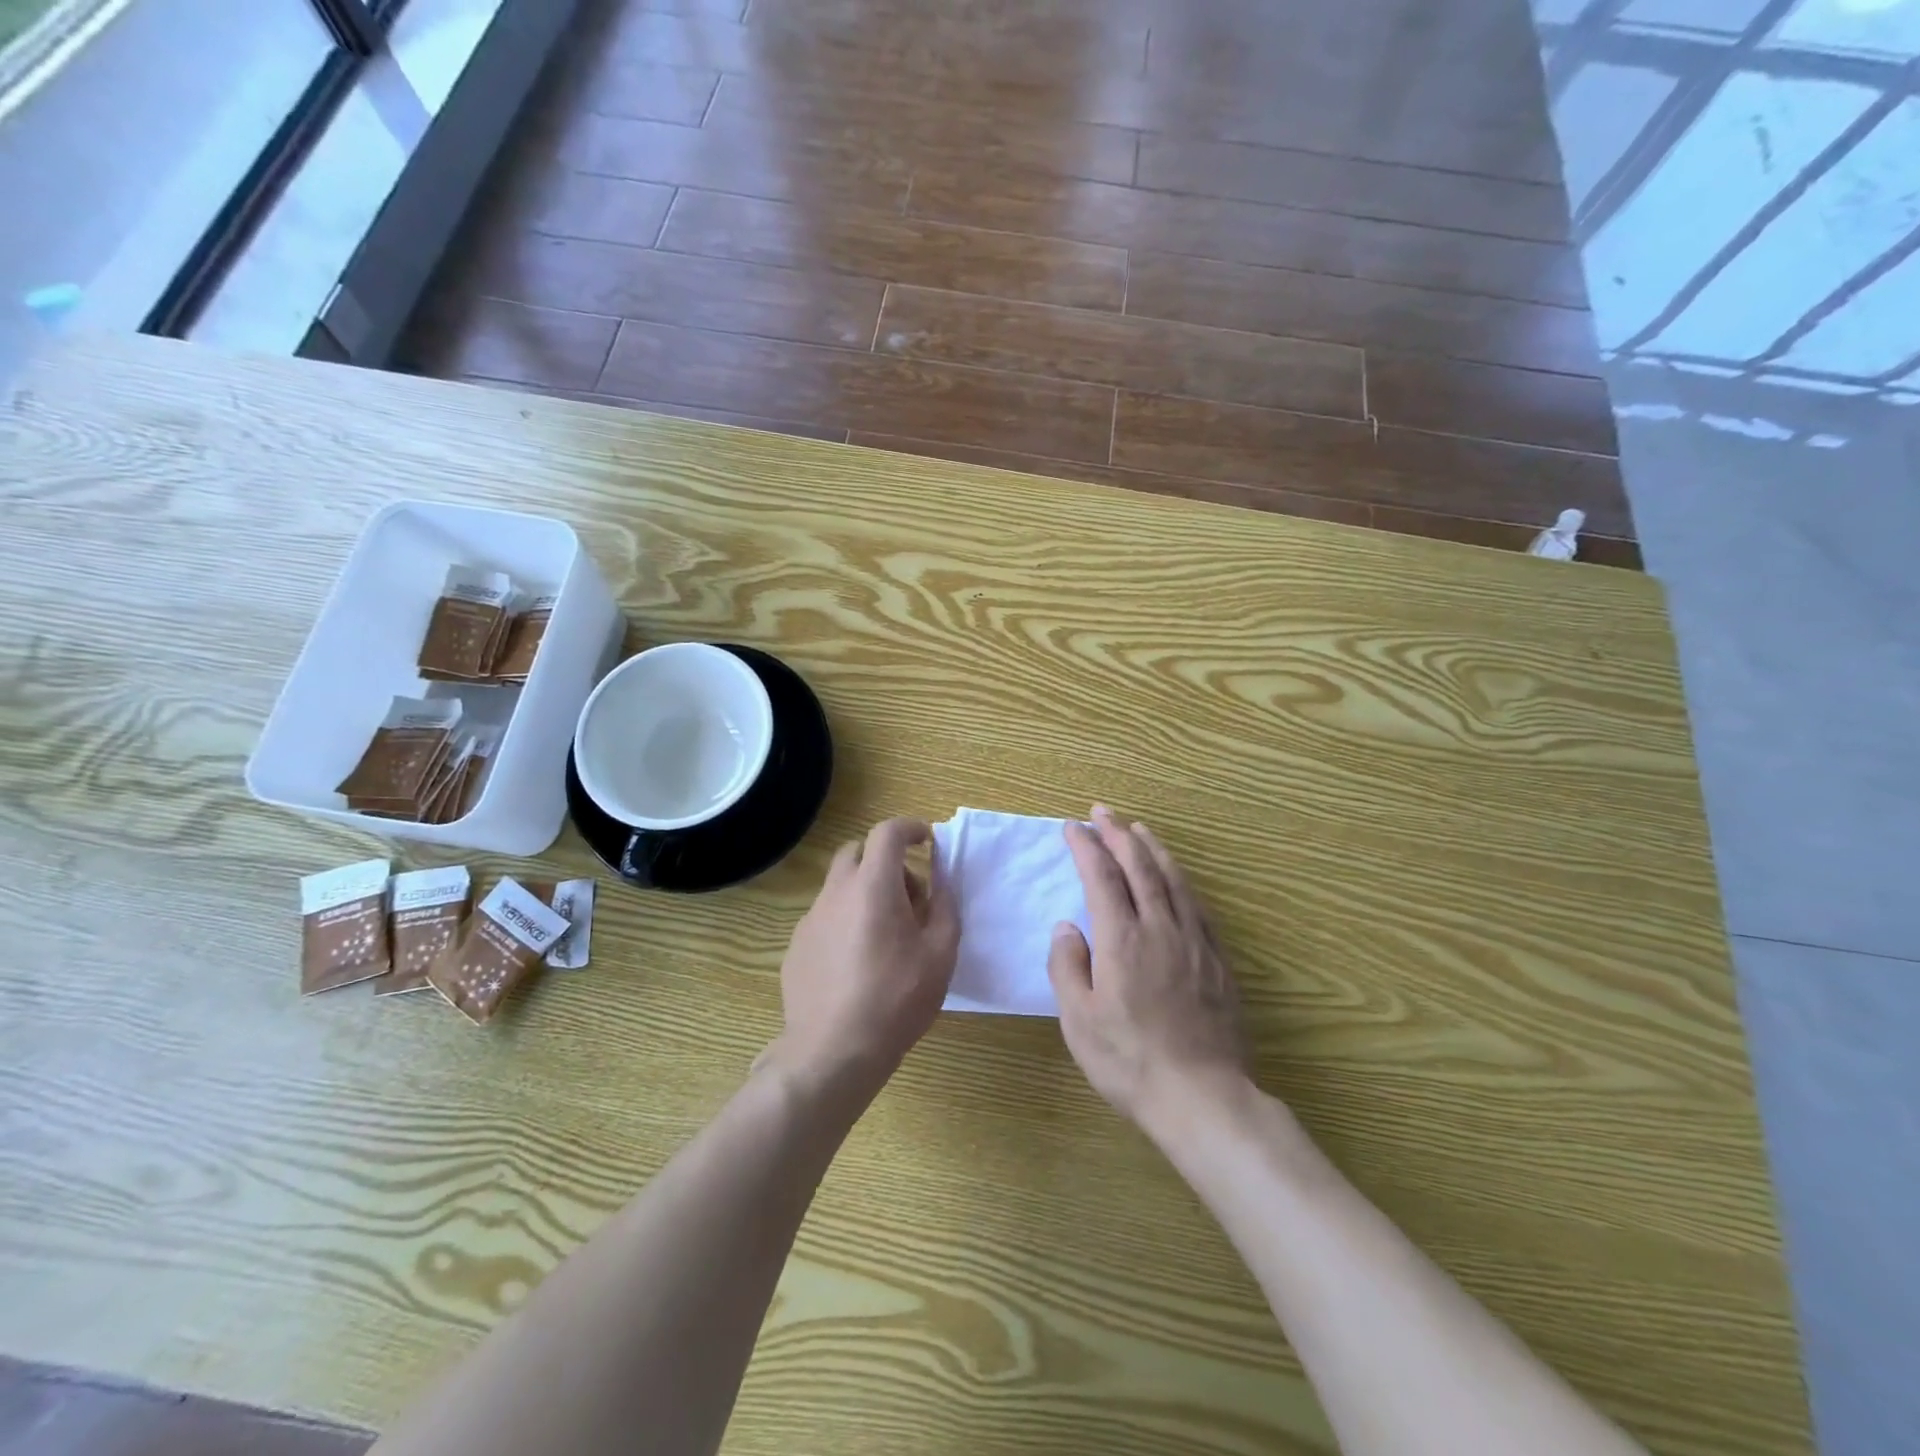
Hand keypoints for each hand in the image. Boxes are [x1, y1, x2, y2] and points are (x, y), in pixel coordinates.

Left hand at [769, 818, 959, 1096]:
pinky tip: (858, 962)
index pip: (887, 832)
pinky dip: (846, 920)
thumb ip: (945, 905)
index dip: (910, 828)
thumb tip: (941, 876)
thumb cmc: (896, 999)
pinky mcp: (796, 946)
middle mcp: (836, 892)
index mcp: (873, 886)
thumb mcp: (940, 953)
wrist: (833, 1052)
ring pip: (839, 886)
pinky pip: (826, 916)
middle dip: (885, 860)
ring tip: (887, 936)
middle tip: (909, 896)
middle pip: (857, 851)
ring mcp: (811, 919)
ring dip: (865, 892)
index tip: (927, 841)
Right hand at [1048, 806, 1252, 1136]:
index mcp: (1122, 940)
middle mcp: (1159, 929)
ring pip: (1173, 880)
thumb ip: (1067, 967)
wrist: (1203, 1097)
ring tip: (1138, 828)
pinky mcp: (1217, 960)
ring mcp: (1194, 942)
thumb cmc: (1130, 1061)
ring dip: (1153, 848)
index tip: (1073, 827)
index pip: (1101, 878)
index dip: (1086, 847)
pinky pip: (1197, 905)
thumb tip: (1066, 926)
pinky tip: (1176, 876)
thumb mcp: (1079, 1021)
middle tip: (1103, 811)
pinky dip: (1181, 880)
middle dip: (1118, 834)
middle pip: (1139, 867)